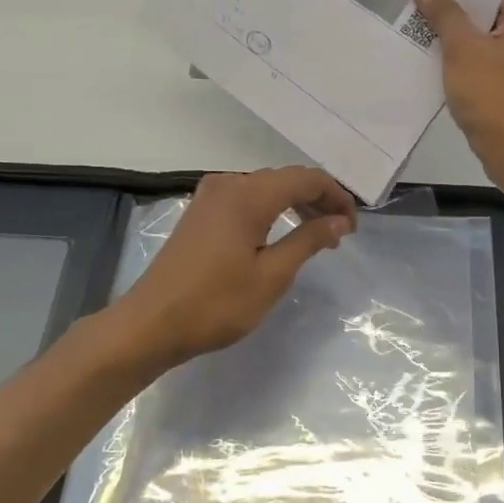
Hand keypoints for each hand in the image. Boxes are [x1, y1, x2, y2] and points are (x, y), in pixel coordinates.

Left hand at [115, 166, 357, 368]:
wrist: (151, 324)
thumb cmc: (216, 303)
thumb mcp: (272, 275)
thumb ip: (309, 240)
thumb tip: (339, 220)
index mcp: (248, 194)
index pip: (306, 178)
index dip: (336, 197)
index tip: (352, 227)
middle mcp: (228, 184)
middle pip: (286, 178)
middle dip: (318, 200)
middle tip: (340, 233)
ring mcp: (210, 196)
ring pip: (266, 187)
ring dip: (295, 205)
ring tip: (317, 235)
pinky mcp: (200, 213)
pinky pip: (246, 198)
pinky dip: (271, 210)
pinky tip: (280, 234)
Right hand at [413, 0, 503, 183]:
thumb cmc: (492, 96)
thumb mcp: (462, 49)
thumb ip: (444, 13)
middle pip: (488, 7)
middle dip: (453, 7)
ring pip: (485, 32)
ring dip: (456, 32)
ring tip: (417, 21)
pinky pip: (487, 54)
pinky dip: (465, 54)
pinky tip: (434, 53)